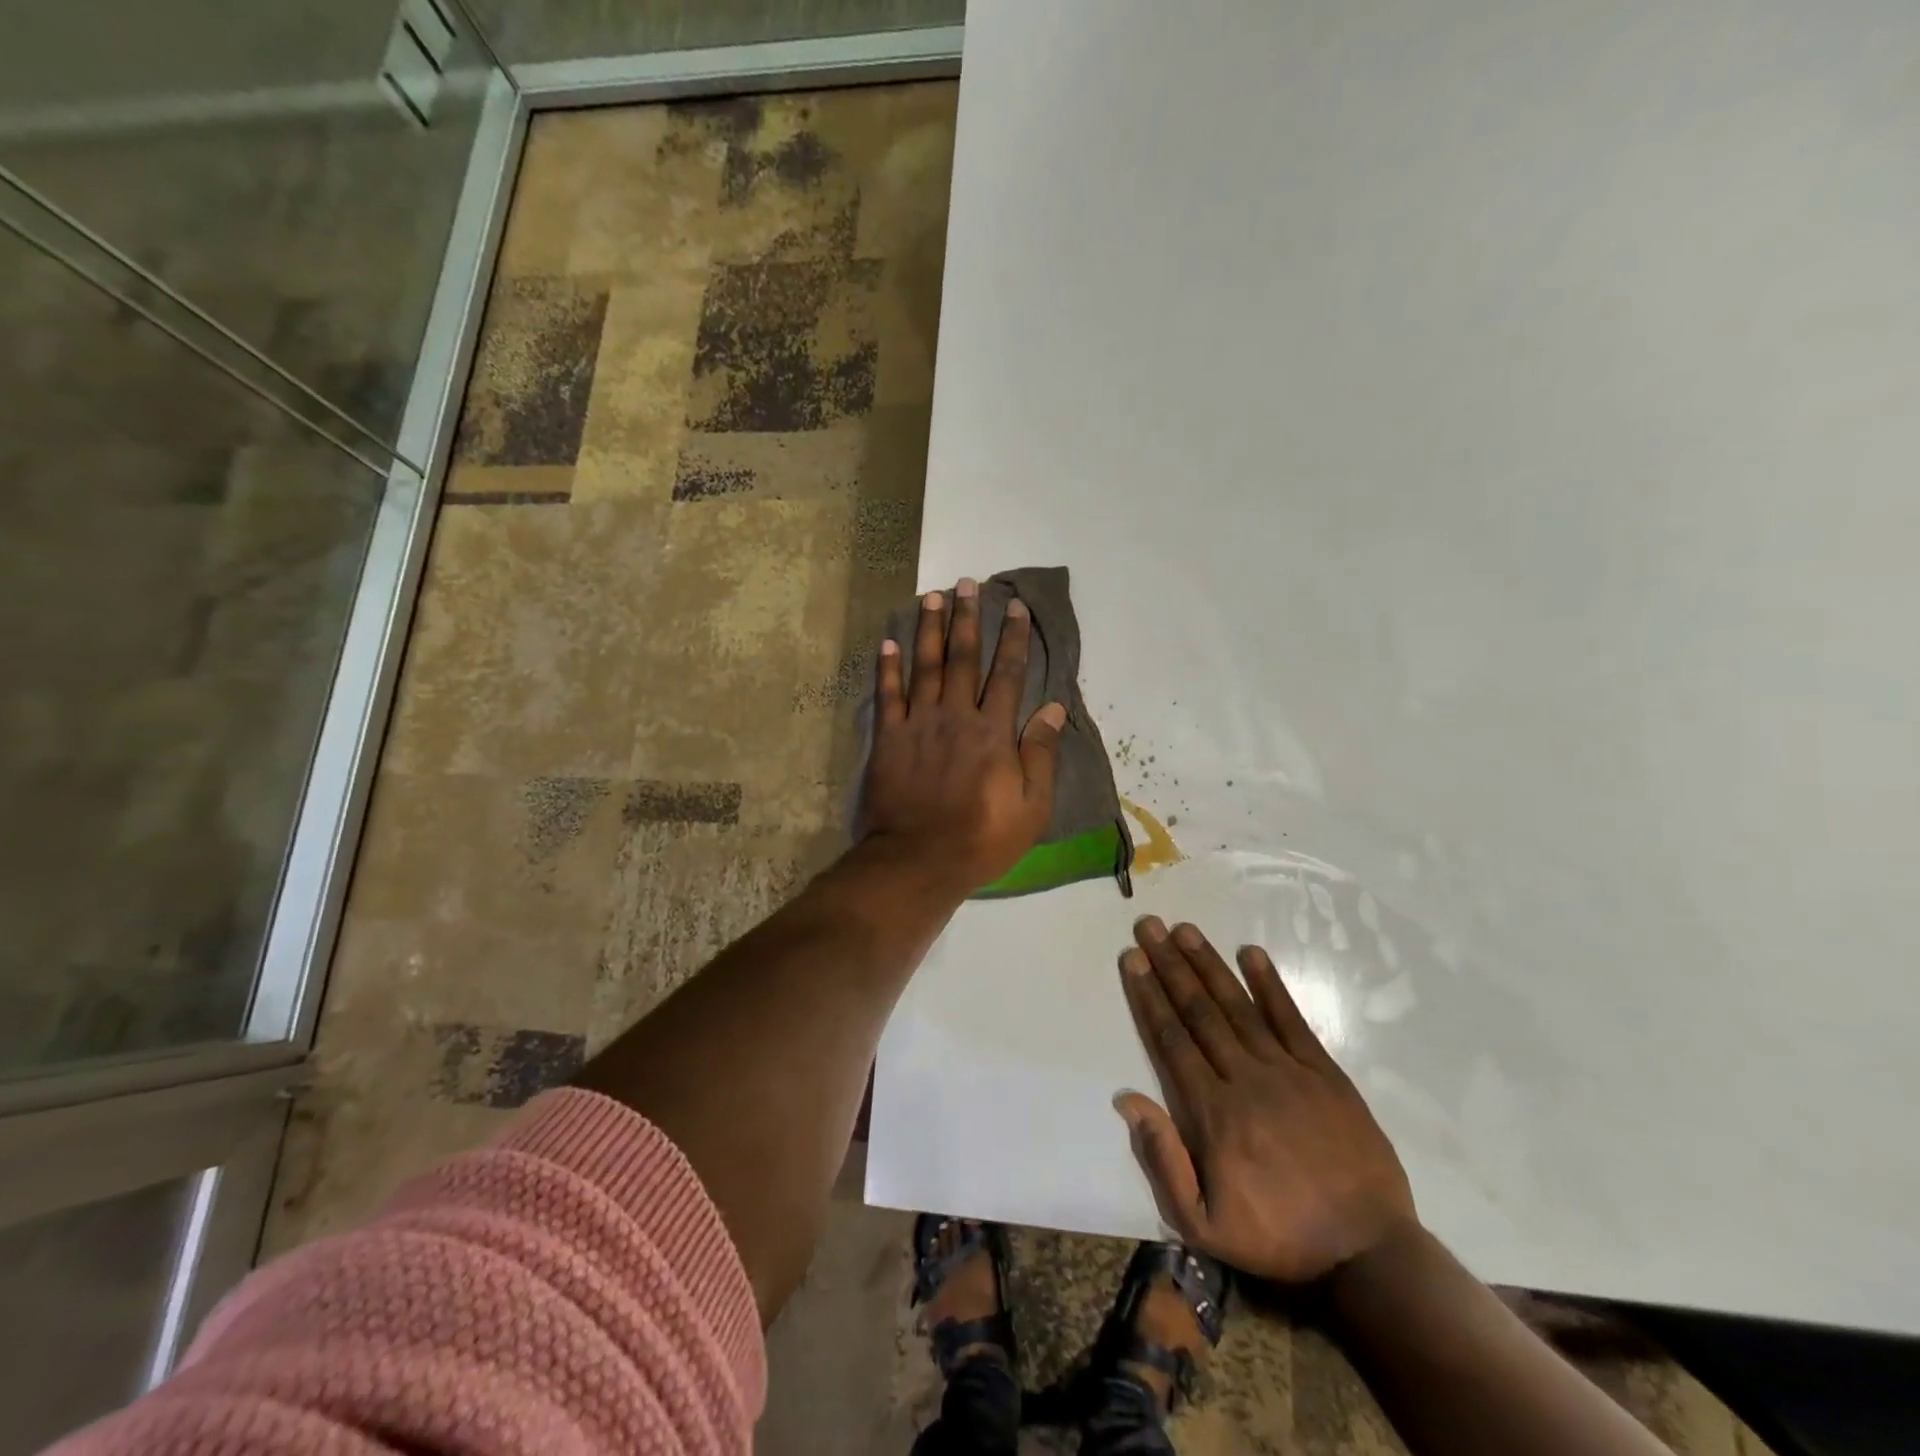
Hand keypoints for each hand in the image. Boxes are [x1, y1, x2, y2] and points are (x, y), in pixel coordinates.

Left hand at [860, 579, 1066, 893]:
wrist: (918, 860)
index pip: (1008, 673)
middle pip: (963, 658)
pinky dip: (887, 667)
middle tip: (967, 583)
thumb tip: (1055, 707)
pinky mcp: (888, 738)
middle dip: (967, 618)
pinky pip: (887, 695)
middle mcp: (956, 716)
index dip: (1014, 637)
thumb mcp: (1031, 807)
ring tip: (932, 596)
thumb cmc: (982, 839)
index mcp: (993, 731)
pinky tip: (889, 641)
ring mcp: (918, 724)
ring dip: (929, 628)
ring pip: (925, 666)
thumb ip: (1042, 754)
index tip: (1016, 607)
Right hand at [1116, 918, 1416, 1283]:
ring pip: (1238, 1006)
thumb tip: (1127, 1099)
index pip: (1172, 1039)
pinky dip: (1270, 985)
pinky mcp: (1324, 1072)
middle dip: (1170, 965)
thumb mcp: (1203, 1224)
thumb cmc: (1278, 1237)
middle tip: (1150, 926)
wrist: (1368, 1254)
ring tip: (1185, 930)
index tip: (1133, 959)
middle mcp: (1244, 1078)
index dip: (1149, 995)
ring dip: (1208, 964)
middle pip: (1199, 1011)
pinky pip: (1292, 1019)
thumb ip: (1163, 1159)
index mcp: (1212, 1112)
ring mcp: (1287, 1071)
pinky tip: (1251, 953)